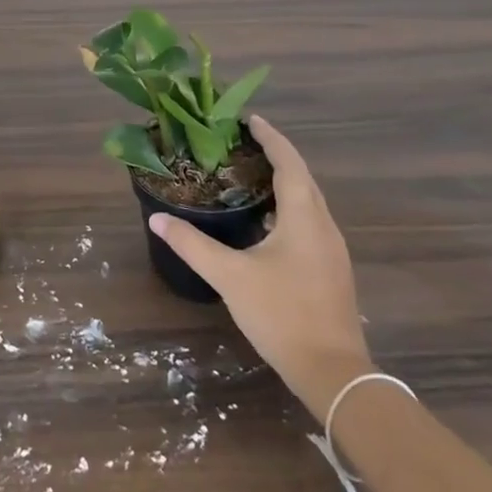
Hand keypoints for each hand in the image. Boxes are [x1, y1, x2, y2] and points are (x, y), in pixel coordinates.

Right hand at [148, 115, 371, 403]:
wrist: (333, 372)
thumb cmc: (282, 314)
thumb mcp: (230, 276)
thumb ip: (193, 245)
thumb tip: (158, 220)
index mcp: (304, 216)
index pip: (289, 162)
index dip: (270, 138)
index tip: (249, 119)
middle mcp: (324, 225)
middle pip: (302, 177)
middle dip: (276, 155)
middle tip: (242, 143)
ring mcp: (331, 249)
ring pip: (308, 200)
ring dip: (284, 181)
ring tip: (249, 174)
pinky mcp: (330, 269)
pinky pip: (309, 221)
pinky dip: (288, 206)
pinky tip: (265, 220)